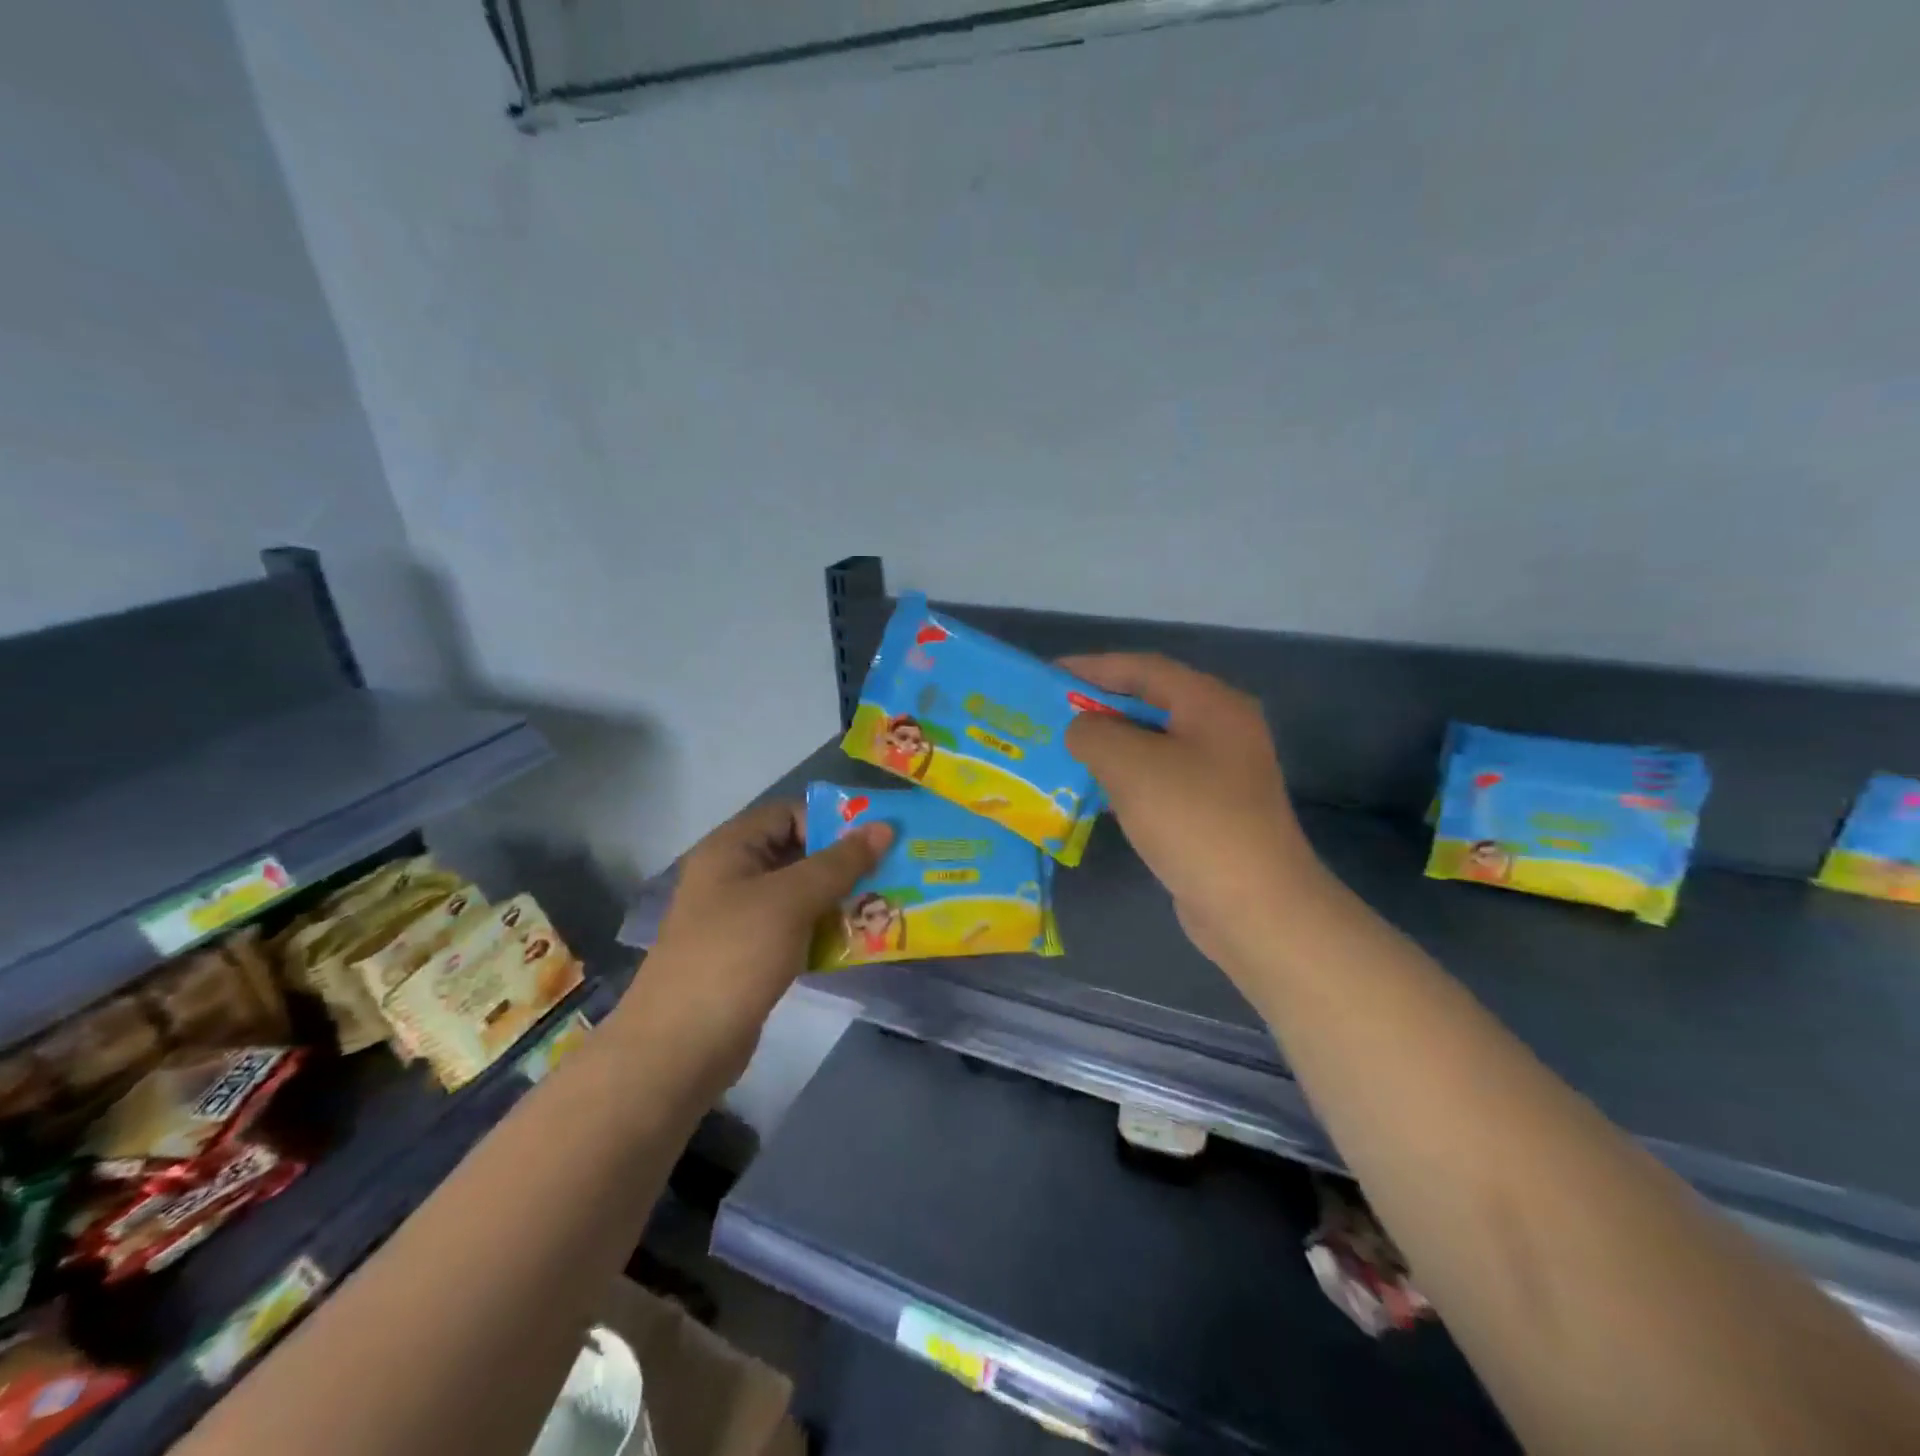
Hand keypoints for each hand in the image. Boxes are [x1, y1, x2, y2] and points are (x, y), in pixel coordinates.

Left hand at [636, 800, 891, 1083]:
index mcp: (732, 848)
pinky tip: (859, 942)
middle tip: (891, 874)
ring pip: (801, 895)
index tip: (874, 842)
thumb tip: (884, 826)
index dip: (830, 822)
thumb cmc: (735, 954)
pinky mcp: (751, 955)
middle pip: (798, 853)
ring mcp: (740, 918)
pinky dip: (825, 931)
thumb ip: (840, 862)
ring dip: (840, 900)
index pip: (788, 813)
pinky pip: (796, 929)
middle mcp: (733, 876)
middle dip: (844, 864)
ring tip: (884, 907)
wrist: (681, 1047)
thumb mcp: (791, 899)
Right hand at [1063, 653, 1325, 974]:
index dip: (1094, 667)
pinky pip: (1161, 779)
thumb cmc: (1192, 820)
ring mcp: (1221, 773)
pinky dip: (1127, 779)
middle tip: (1052, 715)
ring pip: (1154, 745)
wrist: (1254, 906)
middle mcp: (1222, 729)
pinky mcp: (1213, 810)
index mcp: (1211, 704)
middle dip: (1100, 707)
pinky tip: (1095, 793)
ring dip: (1111, 746)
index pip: (1144, 668)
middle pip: (1151, 704)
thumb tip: (1083, 731)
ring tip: (1064, 752)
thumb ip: (1094, 733)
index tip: (1049, 675)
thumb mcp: (1130, 765)